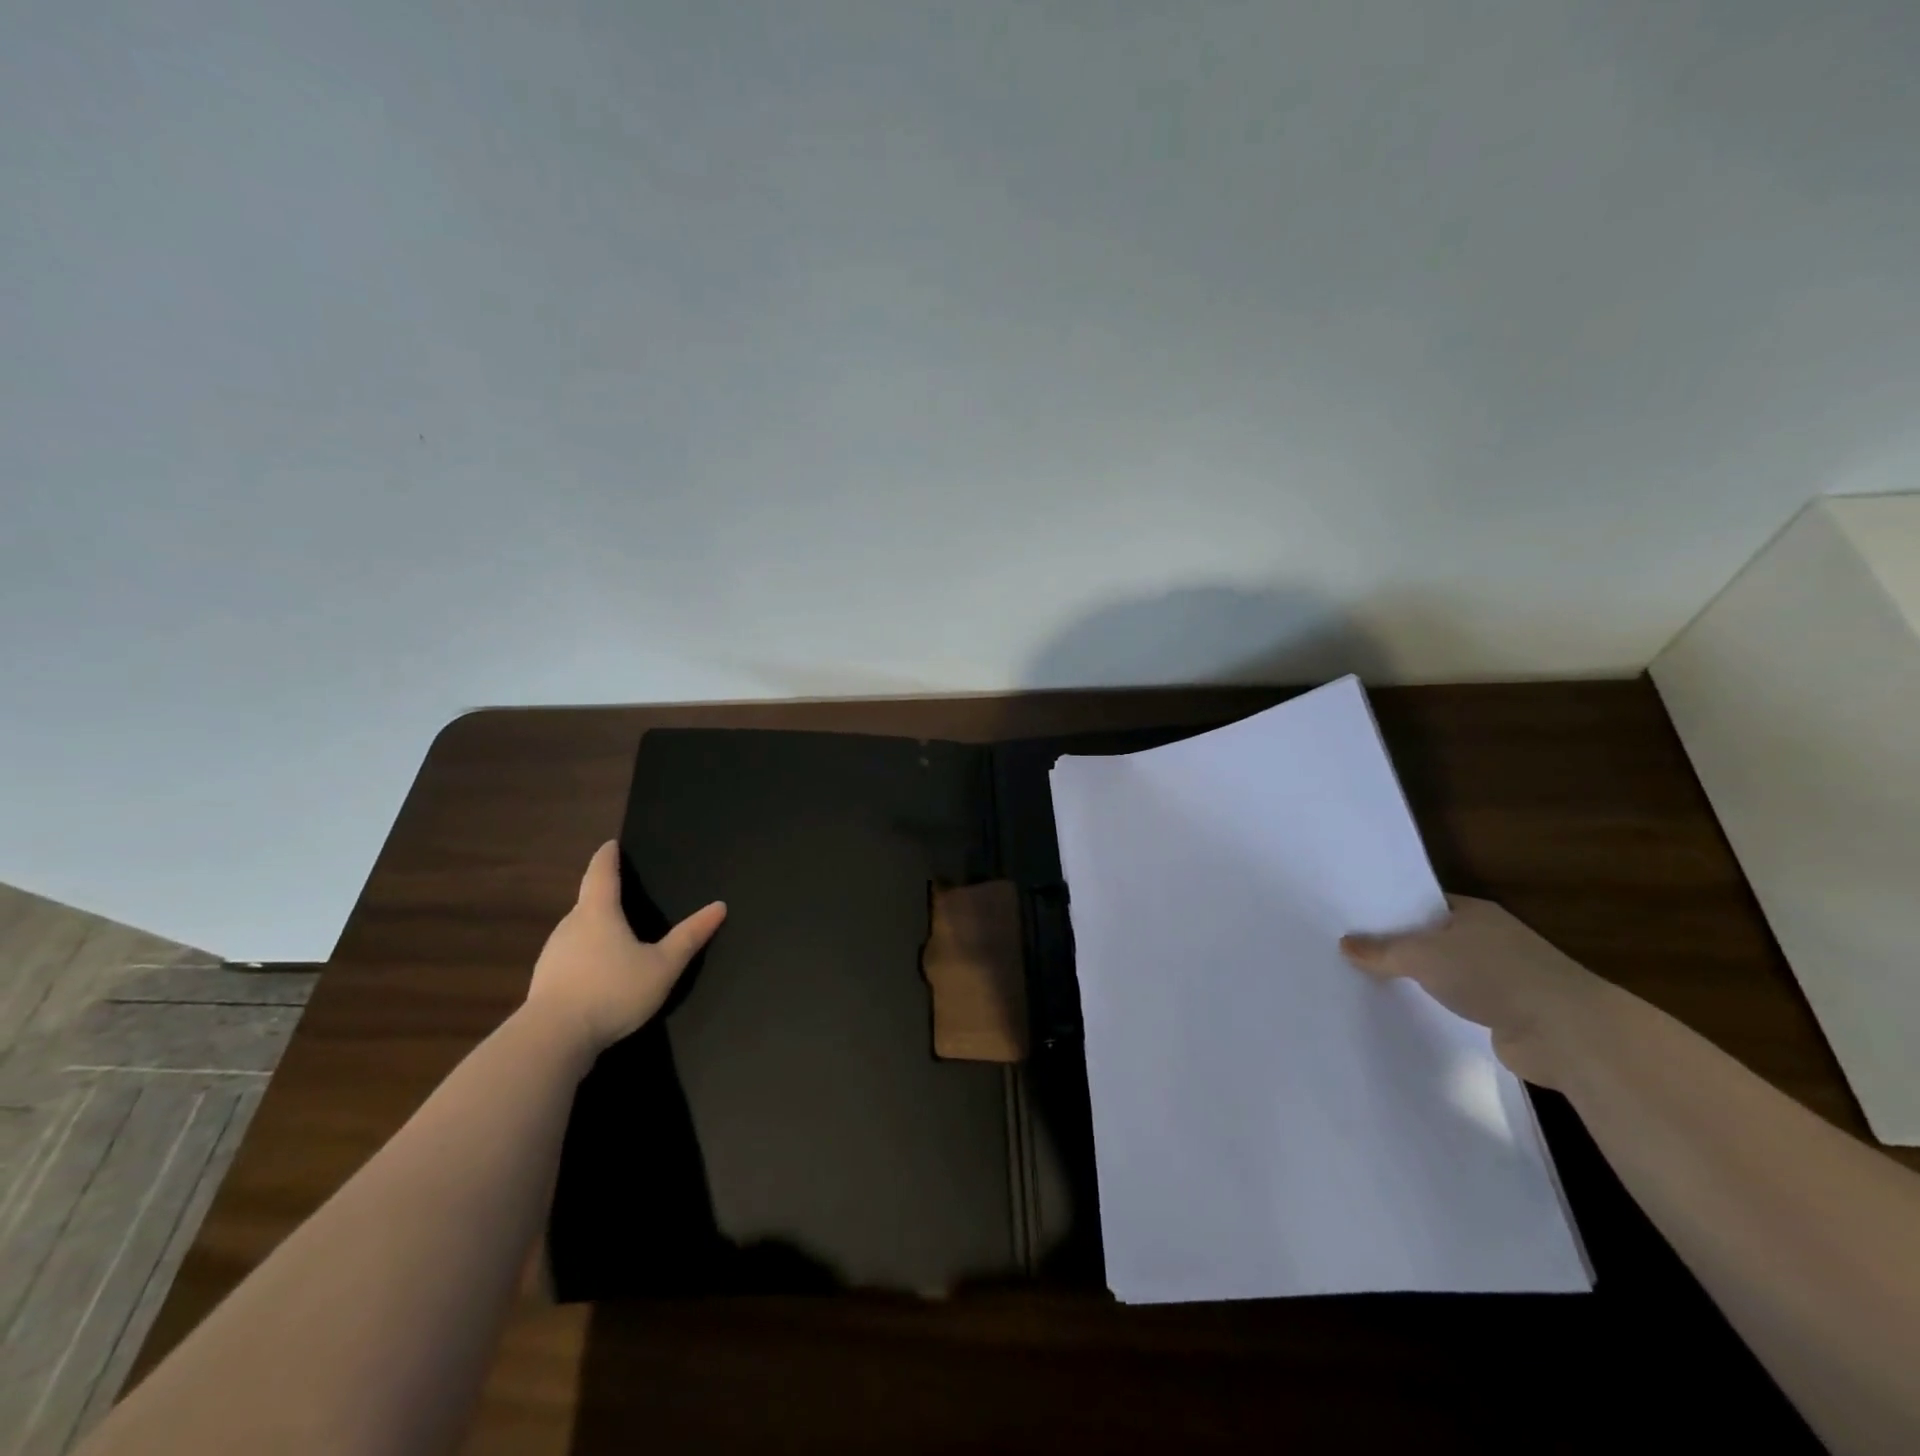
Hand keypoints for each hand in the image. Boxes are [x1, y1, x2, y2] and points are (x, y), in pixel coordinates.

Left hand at [524, 841, 725, 1056]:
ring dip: (593, 928)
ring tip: (614, 935)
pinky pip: (569, 957)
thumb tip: (720, 906)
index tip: (610, 844)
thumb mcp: (663, 966)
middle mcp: (570, 926)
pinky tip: (596, 973)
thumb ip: (690, 937)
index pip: (602, 873)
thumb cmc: (612, 991)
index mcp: (598, 913)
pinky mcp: (545, 982)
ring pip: (577, 931)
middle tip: (622, 893)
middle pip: (587, 902)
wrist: (552, 1040)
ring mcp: (553, 955)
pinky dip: (583, 956)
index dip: (608, 857)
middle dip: (603, 895)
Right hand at [1340, 896, 1604, 1087]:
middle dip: (1399, 947)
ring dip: (1419, 980)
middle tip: (1352, 953)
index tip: (1354, 921)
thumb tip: (1345, 944)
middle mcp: (1489, 938)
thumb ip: (1382, 950)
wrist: (1566, 1033)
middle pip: (1432, 938)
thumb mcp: (1423, 955)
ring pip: (1445, 972)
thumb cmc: (1493, 974)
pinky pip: (1458, 1003)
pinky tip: (1409, 1012)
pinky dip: (1437, 1007)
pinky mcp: (1506, 1013)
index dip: (1390, 911)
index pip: (1422, 904)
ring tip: (1371, 983)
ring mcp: (1501, 977)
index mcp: (1473, 912)